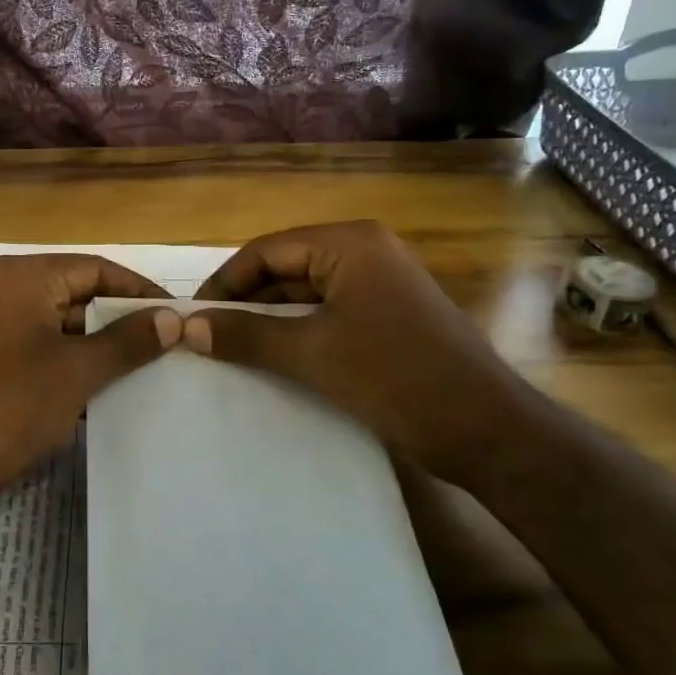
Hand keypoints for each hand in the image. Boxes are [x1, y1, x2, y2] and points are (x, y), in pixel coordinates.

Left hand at [0, 255, 180, 518]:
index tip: (179, 315)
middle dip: (121, 321)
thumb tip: (173, 318)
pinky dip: (72, 366)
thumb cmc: (9, 406)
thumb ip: (127, 341)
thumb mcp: (77, 371)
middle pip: (78, 294)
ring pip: (61, 326)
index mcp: (21, 277)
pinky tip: (104, 392)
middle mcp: (3, 291)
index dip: (140, 291)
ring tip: (146, 371)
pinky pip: (42, 351)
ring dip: (99, 347)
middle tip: (168, 346)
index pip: (96, 268)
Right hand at [185, 222, 541, 487]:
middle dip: (246, 302)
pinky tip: (274, 359)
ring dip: (270, 320)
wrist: (488, 430)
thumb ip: (247, 335)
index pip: (267, 251)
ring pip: (306, 294)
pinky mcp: (389, 317)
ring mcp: (381, 285)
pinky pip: (329, 314)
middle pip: (286, 268)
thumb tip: (188, 327)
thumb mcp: (312, 354)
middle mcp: (366, 252)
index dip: (225, 282)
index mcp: (349, 244)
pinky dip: (299, 333)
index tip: (193, 316)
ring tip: (232, 350)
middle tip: (208, 337)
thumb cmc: (396, 378)